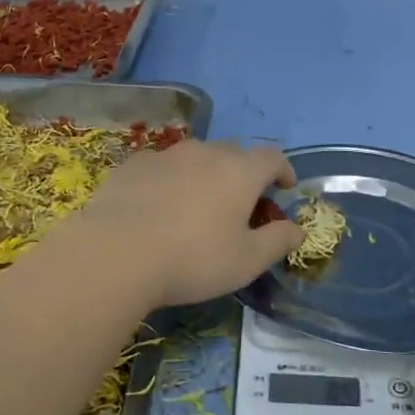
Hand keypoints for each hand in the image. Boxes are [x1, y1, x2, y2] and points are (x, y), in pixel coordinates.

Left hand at [70, 140, 304, 308]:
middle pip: (234, 154)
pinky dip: (170, 181)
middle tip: (241, 203)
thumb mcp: (247, 261)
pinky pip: (162, 167)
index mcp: (240, 171)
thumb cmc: (193, 259)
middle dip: (244, 174)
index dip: (283, 170)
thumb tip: (298, 229)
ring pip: (196, 157)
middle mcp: (206, 153)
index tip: (284, 187)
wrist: (116, 252)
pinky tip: (159, 207)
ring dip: (206, 174)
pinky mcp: (133, 165)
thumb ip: (278, 242)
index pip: (272, 158)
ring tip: (198, 204)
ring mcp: (166, 155)